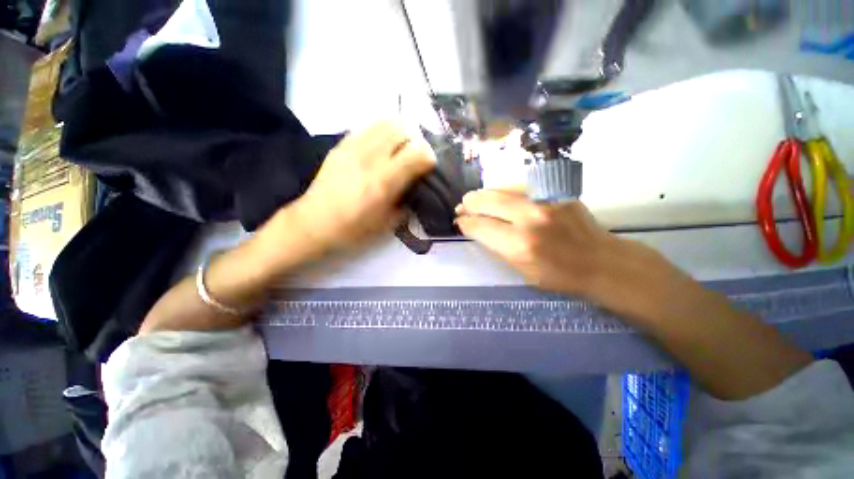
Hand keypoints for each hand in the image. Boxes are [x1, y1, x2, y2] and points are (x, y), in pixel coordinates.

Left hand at [290, 121, 435, 253]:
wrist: (314, 222)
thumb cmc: (354, 229)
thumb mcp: (388, 223)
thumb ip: (407, 202)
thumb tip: (417, 186)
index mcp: (383, 183)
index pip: (417, 153)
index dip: (429, 158)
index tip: (428, 167)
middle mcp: (370, 159)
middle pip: (403, 130)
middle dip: (416, 141)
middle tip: (415, 156)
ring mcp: (353, 148)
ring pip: (385, 123)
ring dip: (399, 133)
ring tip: (400, 148)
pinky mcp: (341, 145)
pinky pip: (368, 127)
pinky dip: (381, 132)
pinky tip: (381, 146)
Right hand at [455, 190, 678, 320]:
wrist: (600, 261)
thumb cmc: (559, 275)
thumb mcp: (521, 270)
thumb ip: (498, 248)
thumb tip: (478, 230)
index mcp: (519, 245)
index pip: (481, 226)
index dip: (466, 223)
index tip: (459, 222)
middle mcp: (529, 219)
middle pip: (488, 202)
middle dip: (469, 203)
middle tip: (460, 206)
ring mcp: (543, 202)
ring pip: (502, 189)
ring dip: (483, 194)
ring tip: (473, 198)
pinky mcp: (555, 193)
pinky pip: (520, 187)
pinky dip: (503, 190)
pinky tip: (497, 194)